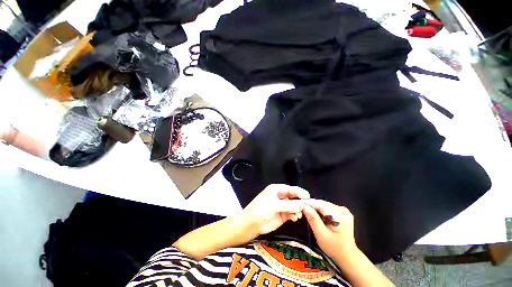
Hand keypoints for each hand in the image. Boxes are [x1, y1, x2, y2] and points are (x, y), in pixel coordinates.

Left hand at [241, 184, 309, 236]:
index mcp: (276, 190)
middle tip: (307, 206)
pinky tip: (294, 218)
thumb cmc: (261, 210)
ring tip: (298, 215)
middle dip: (300, 201)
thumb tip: (302, 205)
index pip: (290, 189)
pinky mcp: (283, 214)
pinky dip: (294, 215)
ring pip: (293, 206)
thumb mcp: (274, 205)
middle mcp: (280, 196)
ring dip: (297, 210)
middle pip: (293, 197)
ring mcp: (282, 206)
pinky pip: (291, 213)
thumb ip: (288, 205)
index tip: (308, 196)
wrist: (252, 224)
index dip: (299, 192)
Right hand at [302, 199, 355, 257]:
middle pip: (323, 204)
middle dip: (312, 206)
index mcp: (340, 214)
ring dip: (315, 208)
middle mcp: (342, 209)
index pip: (321, 204)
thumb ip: (313, 219)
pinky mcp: (341, 213)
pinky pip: (327, 208)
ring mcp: (342, 211)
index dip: (309, 204)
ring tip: (307, 212)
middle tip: (302, 210)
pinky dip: (320, 211)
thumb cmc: (334, 248)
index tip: (299, 205)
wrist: (347, 256)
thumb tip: (304, 206)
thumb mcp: (321, 234)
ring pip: (324, 205)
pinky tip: (316, 216)